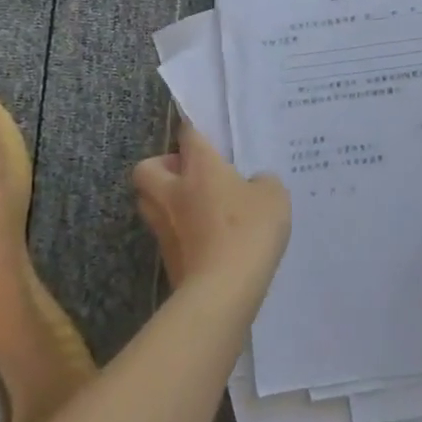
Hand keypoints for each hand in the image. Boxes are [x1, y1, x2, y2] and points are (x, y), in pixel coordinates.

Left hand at [132, 122, 290, 307]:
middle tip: (188, 174)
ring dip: (165, 200)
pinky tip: (206, 239)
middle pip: (147, 168)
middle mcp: (173, 191)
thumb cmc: (248, 231)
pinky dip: (179, 232)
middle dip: (162, 167)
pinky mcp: (166, 258)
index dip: (194, 130)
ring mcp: (165, 227)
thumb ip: (263, 183)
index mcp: (199, 168)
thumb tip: (254, 184)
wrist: (221, 292)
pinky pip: (166, 234)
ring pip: (149, 202)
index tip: (202, 133)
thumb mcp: (273, 197)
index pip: (188, 135)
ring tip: (195, 207)